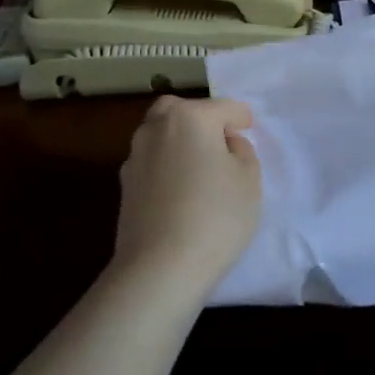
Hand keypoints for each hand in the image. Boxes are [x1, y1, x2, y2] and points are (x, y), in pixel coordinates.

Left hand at [110, 96, 261, 293]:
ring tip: (201, 167)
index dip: (241, 117)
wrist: (160, 267)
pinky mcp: (125, 187)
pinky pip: (152, 162)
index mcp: (189, 117)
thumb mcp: (249, 179)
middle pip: (180, 111)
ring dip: (180, 142)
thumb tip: (225, 144)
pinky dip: (168, 165)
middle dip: (200, 119)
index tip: (249, 127)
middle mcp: (156, 128)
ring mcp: (135, 157)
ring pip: (160, 135)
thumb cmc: (216, 215)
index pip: (223, 107)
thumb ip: (242, 152)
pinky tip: (182, 189)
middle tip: (220, 141)